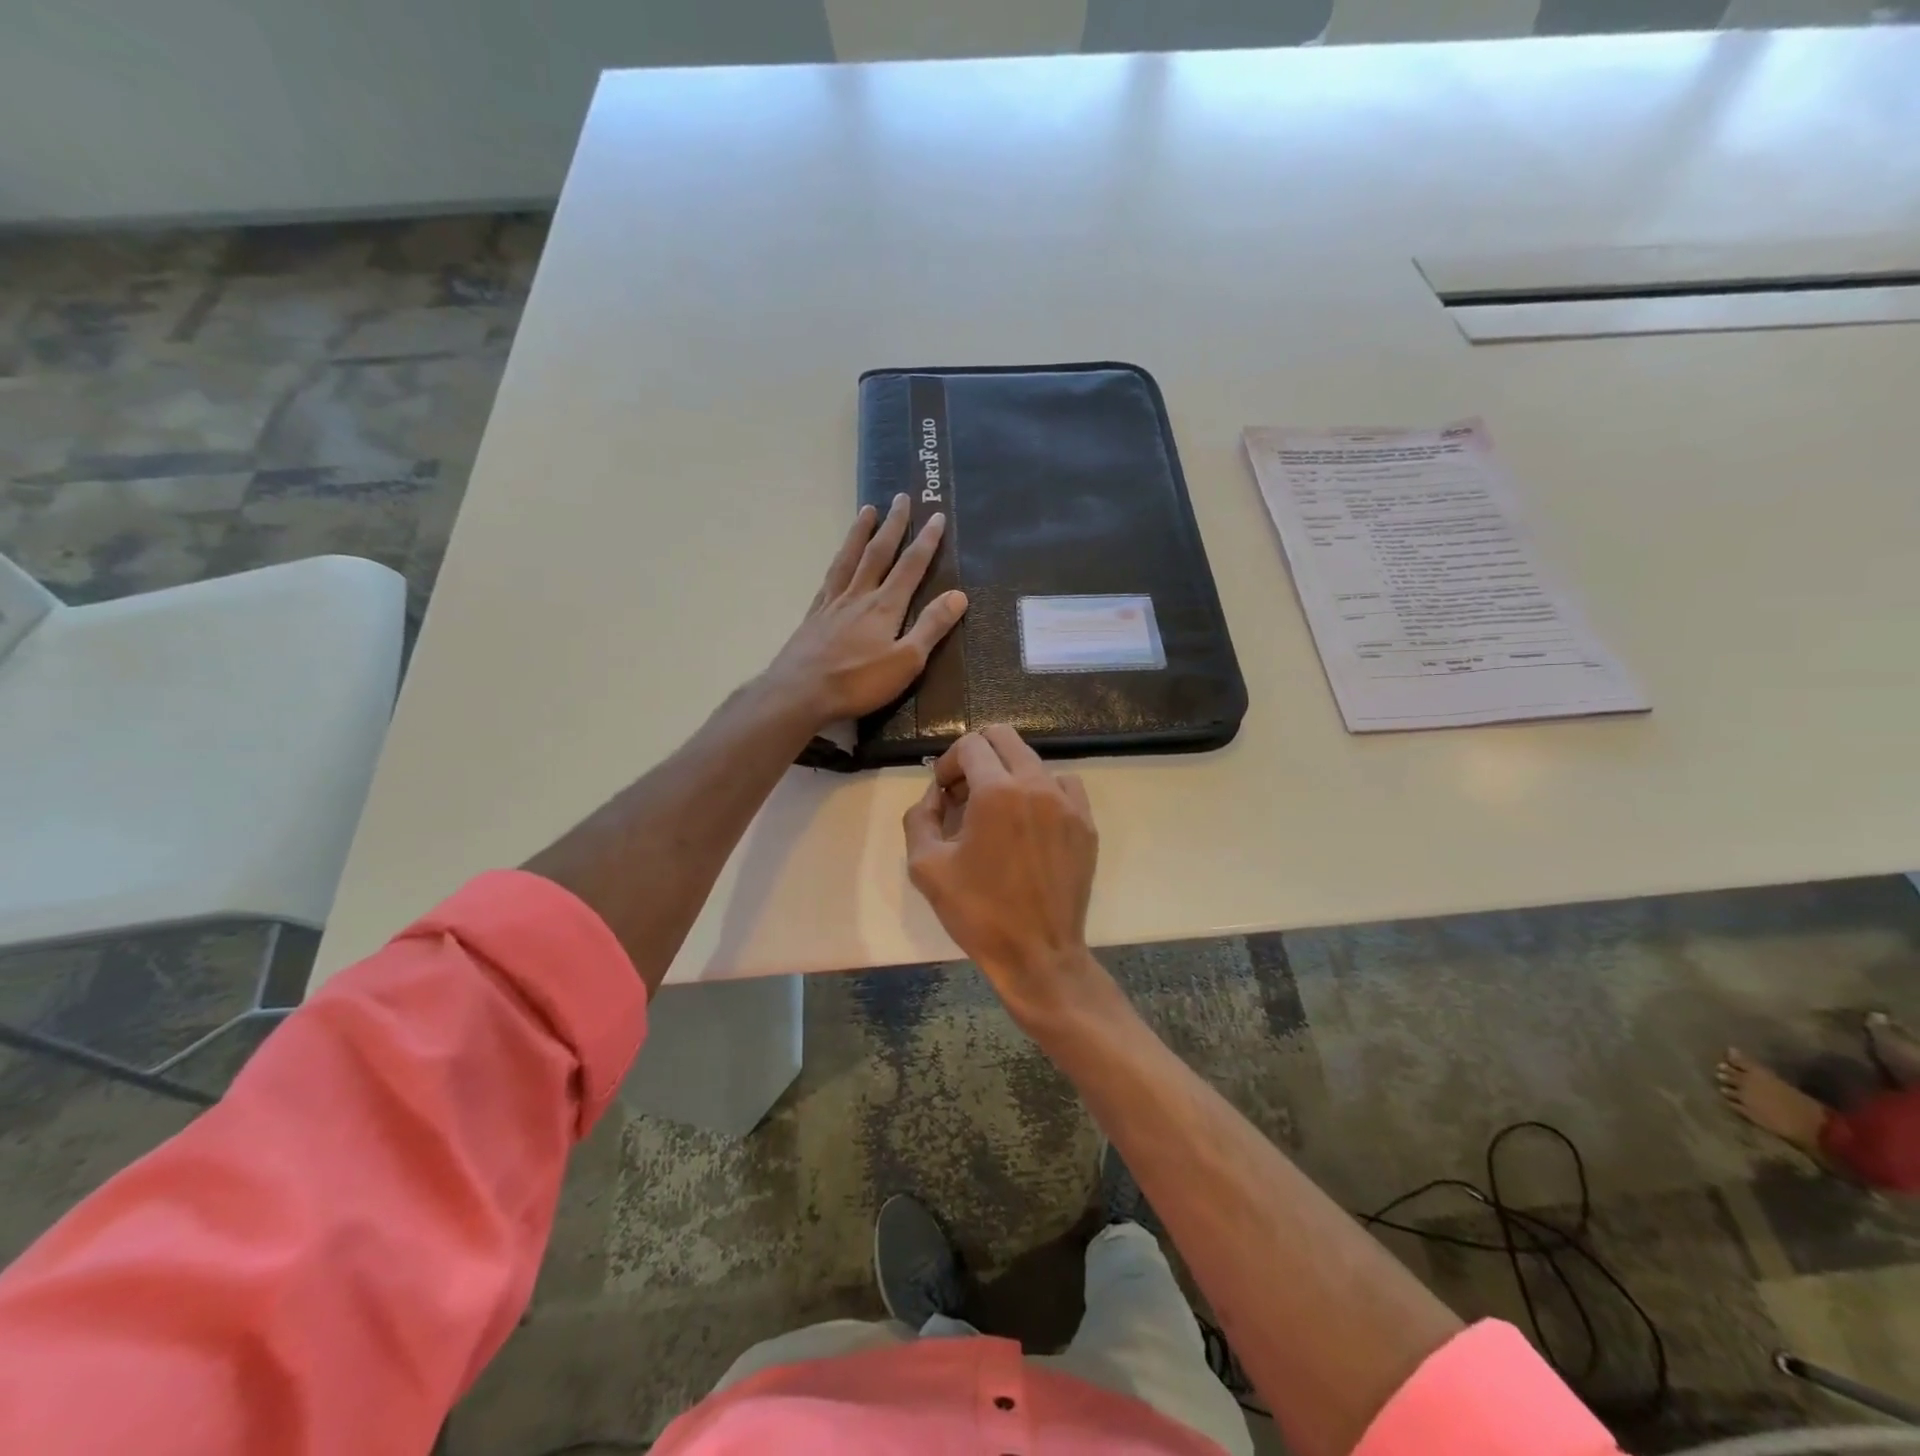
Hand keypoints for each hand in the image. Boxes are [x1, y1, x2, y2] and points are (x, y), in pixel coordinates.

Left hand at [767, 495, 967, 728]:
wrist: (799, 693)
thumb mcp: (906, 661)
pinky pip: (829, 579)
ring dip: (860, 532)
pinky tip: (838, 560)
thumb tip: (959, 595)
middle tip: (902, 497)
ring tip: (867, 510)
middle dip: (893, 524)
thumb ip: (931, 627)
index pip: (910, 566)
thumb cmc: (858, 683)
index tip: (936, 514)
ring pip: (849, 558)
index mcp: (885, 606)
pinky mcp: (813, 616)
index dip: (926, 540)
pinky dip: (837, 561)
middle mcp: (859, 596)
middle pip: (878, 552)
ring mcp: (832, 603)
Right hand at [903, 725, 1107, 1023]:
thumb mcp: (926, 866)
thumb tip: (936, 795)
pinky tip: (1031, 821)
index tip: (943, 793)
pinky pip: (1064, 785)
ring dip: (1008, 773)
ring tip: (997, 811)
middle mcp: (1036, 785)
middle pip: (1004, 737)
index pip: (970, 745)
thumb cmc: (977, 912)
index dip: (948, 763)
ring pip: (1033, 760)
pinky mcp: (1086, 824)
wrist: (1037, 954)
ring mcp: (1068, 803)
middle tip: (965, 792)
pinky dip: (1042, 790)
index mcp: (997, 792)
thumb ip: (921, 817)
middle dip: (978, 755)